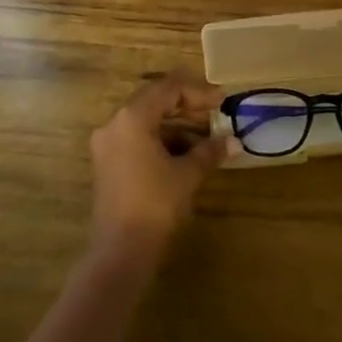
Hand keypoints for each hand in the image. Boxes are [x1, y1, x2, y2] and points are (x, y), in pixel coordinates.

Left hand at [88, 71, 229, 256]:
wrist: (121, 251)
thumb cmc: (156, 204)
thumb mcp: (187, 174)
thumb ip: (210, 152)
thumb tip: (235, 141)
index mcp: (132, 118)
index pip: (168, 89)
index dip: (198, 92)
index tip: (222, 101)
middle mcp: (114, 125)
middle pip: (154, 101)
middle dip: (187, 106)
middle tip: (215, 114)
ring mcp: (107, 145)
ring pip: (146, 122)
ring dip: (176, 126)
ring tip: (207, 138)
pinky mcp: (108, 164)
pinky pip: (137, 140)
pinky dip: (162, 141)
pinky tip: (186, 155)